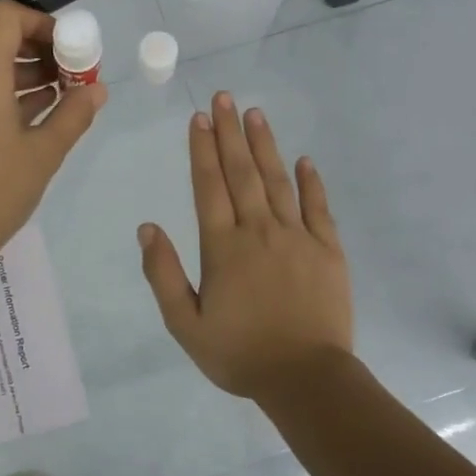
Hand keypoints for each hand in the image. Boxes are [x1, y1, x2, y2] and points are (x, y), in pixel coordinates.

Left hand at [0, 0, 106, 276]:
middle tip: (75, 75)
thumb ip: (73, 114)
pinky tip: (40, 114)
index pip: (5, 16)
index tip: (70, 49)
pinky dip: (8, 93)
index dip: (41, 21)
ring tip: (65, 96)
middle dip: (41, 51)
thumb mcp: (44, 153)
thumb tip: (98, 90)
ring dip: (27, 74)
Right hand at [138, 91, 351, 398]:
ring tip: (256, 114)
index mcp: (223, 247)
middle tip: (225, 97)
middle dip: (230, 133)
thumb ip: (164, 274)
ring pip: (278, 181)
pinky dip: (311, 182)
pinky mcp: (328, 251)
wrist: (305, 378)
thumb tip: (147, 228)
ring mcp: (297, 237)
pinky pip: (318, 208)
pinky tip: (304, 160)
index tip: (199, 118)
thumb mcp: (185, 324)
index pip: (209, 186)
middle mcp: (259, 231)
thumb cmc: (239, 354)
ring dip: (265, 146)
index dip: (202, 150)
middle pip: (242, 172)